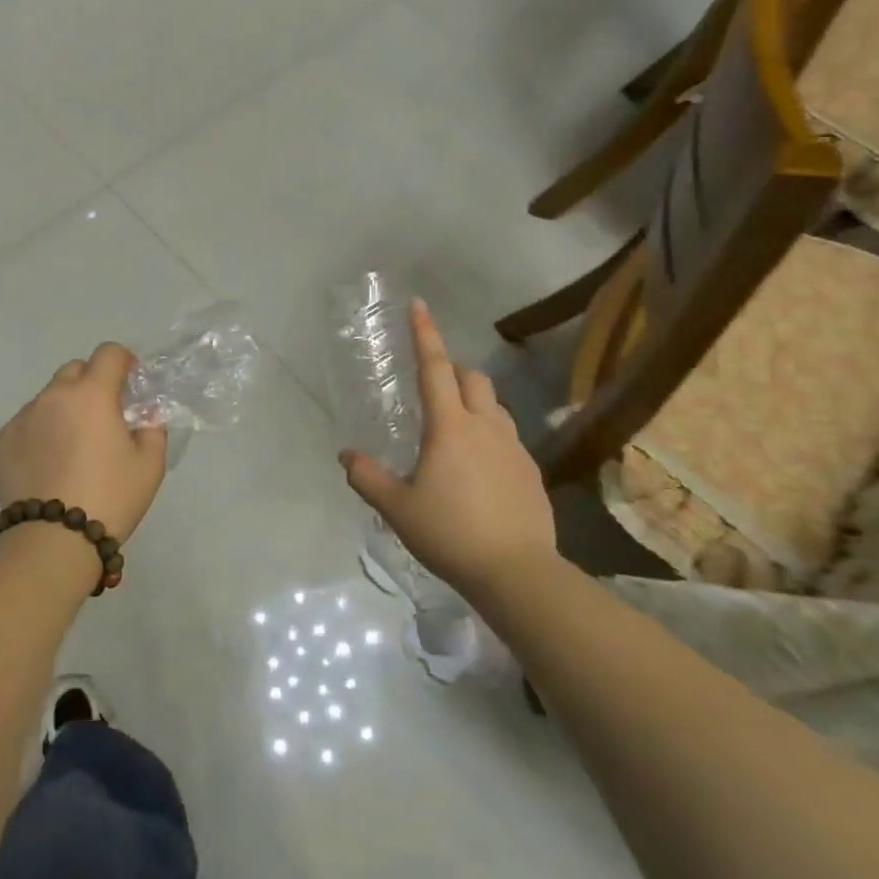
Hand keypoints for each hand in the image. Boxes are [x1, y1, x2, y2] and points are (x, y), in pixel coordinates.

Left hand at [0, 343, 167, 543]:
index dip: (124, 362)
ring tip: (73, 446)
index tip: (130, 385)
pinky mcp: (3, 440)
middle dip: (92, 383)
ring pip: (49, 396)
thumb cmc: (109, 499)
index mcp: (92, 394)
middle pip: (75, 370)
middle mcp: (54, 395)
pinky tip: (50, 463)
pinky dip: (42, 430)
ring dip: (65, 407)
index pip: (109, 353)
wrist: (50, 541)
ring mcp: (24, 417)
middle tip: (103, 416)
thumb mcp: (149, 466)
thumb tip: (144, 415)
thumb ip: (153, 429)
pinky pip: (29, 421)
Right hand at [338, 299, 555, 588]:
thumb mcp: (397, 508)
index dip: (425, 334)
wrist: (518, 573)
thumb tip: (347, 456)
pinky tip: (478, 467)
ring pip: (493, 405)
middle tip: (432, 386)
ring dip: (473, 401)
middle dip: (452, 370)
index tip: (419, 305)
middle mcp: (485, 426)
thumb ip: (368, 477)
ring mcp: (514, 447)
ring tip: (453, 428)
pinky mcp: (531, 471)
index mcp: (449, 427)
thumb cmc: (450, 533)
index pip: (435, 368)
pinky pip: (507, 435)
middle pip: (473, 378)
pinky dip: (489, 434)